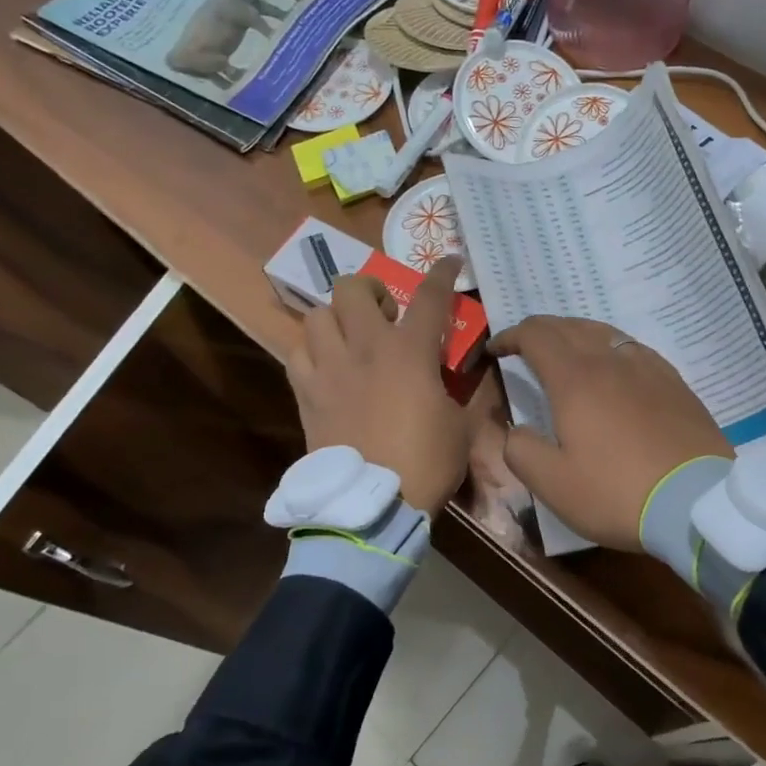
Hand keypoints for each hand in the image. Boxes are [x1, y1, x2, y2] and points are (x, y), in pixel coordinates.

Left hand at [287, 259, 469, 516]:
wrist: (372, 504)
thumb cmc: (426, 462)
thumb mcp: (462, 426)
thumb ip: (465, 392)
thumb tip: (469, 376)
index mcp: (410, 352)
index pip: (430, 297)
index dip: (442, 273)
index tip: (449, 260)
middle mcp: (365, 348)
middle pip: (353, 288)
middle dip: (371, 290)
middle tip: (386, 313)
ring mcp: (329, 369)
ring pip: (317, 315)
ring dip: (337, 319)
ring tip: (351, 338)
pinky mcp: (305, 393)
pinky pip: (296, 353)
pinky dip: (311, 351)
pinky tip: (327, 366)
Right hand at [490, 317, 730, 551]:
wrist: (697, 502)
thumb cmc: (616, 492)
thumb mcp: (553, 484)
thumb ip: (521, 450)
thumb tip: (515, 430)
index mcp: (575, 378)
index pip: (536, 335)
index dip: (510, 336)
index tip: (495, 350)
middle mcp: (610, 360)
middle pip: (569, 326)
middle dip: (540, 331)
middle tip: (524, 348)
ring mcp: (648, 367)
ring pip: (603, 332)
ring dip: (575, 334)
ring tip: (565, 352)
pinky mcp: (674, 382)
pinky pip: (632, 348)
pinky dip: (609, 347)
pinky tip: (613, 368)